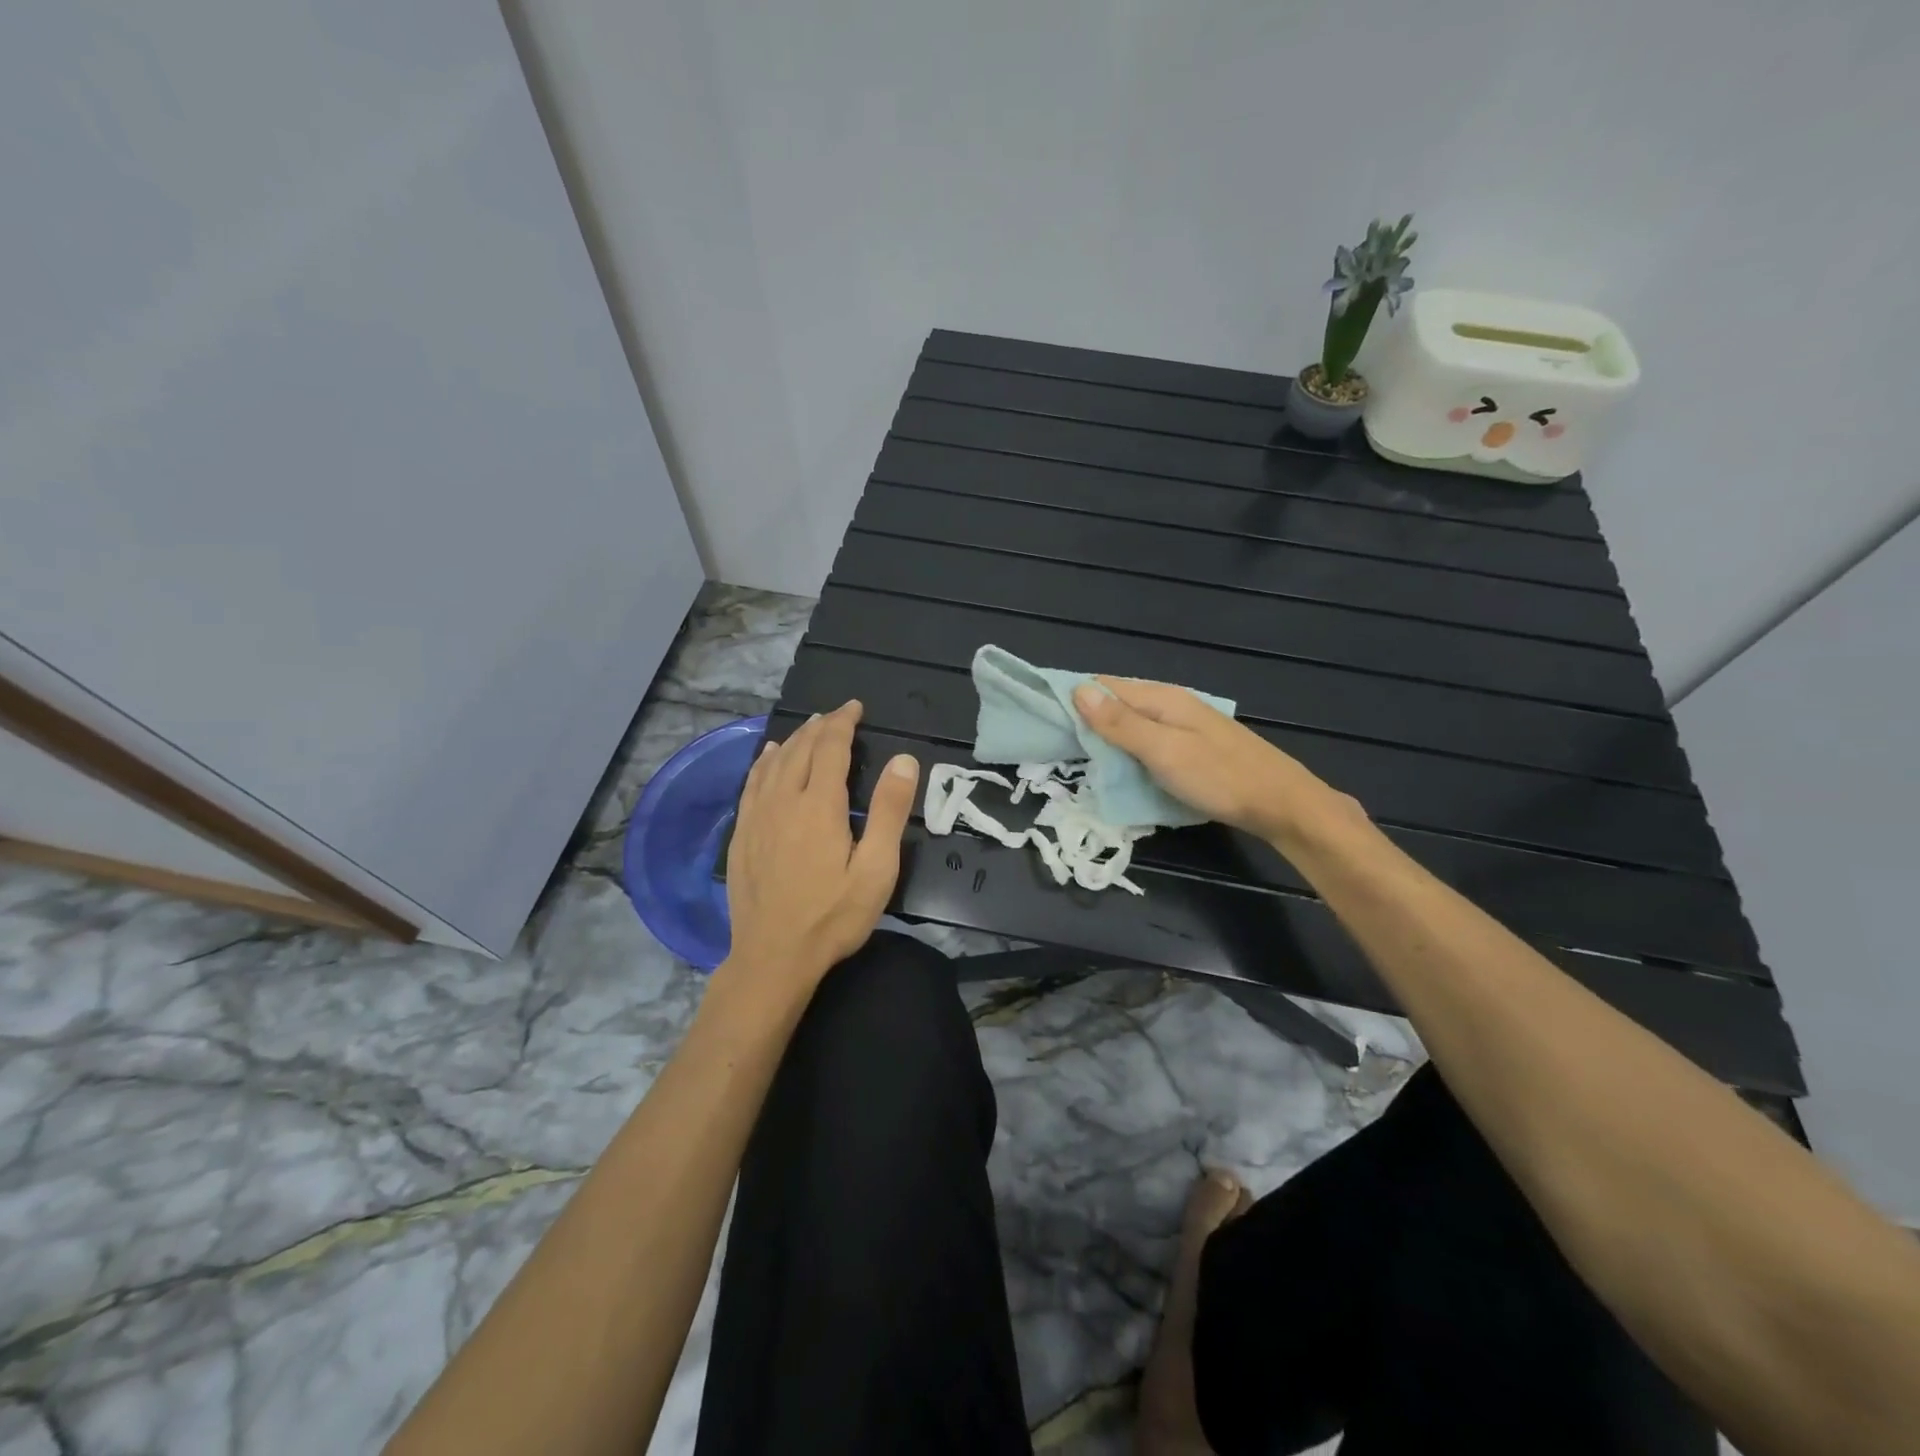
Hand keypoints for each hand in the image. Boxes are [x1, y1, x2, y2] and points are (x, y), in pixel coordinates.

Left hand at [722, 700, 919, 990]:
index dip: (843, 722)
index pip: (830, 747)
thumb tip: (903, 759)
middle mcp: (784, 801)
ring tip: (808, 727)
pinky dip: (763, 761)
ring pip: (773, 763)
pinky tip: (768, 756)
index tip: (855, 707)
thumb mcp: (876, 869)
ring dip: (793, 739)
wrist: (773, 957)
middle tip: (837, 714)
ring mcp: (757, 817)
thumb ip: (890, 811)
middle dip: (820, 726)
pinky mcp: (742, 834)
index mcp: (820, 806)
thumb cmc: (833, 916)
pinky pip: (752, 783)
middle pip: (800, 749)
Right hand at [1071, 677, 1346, 842]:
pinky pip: (1147, 741)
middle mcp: (1171, 704)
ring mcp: (1184, 726)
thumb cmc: (1219, 778)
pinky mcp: (1191, 748)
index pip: (1104, 685)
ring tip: (1075, 755)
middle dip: (1084, 717)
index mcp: (1162, 698)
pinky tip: (1117, 766)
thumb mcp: (1163, 751)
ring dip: (1104, 735)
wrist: (1282, 805)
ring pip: (1132, 723)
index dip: (1071, 696)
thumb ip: (1121, 723)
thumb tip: (1078, 689)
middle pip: (1117, 703)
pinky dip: (1126, 749)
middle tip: (1052, 741)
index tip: (1040, 714)